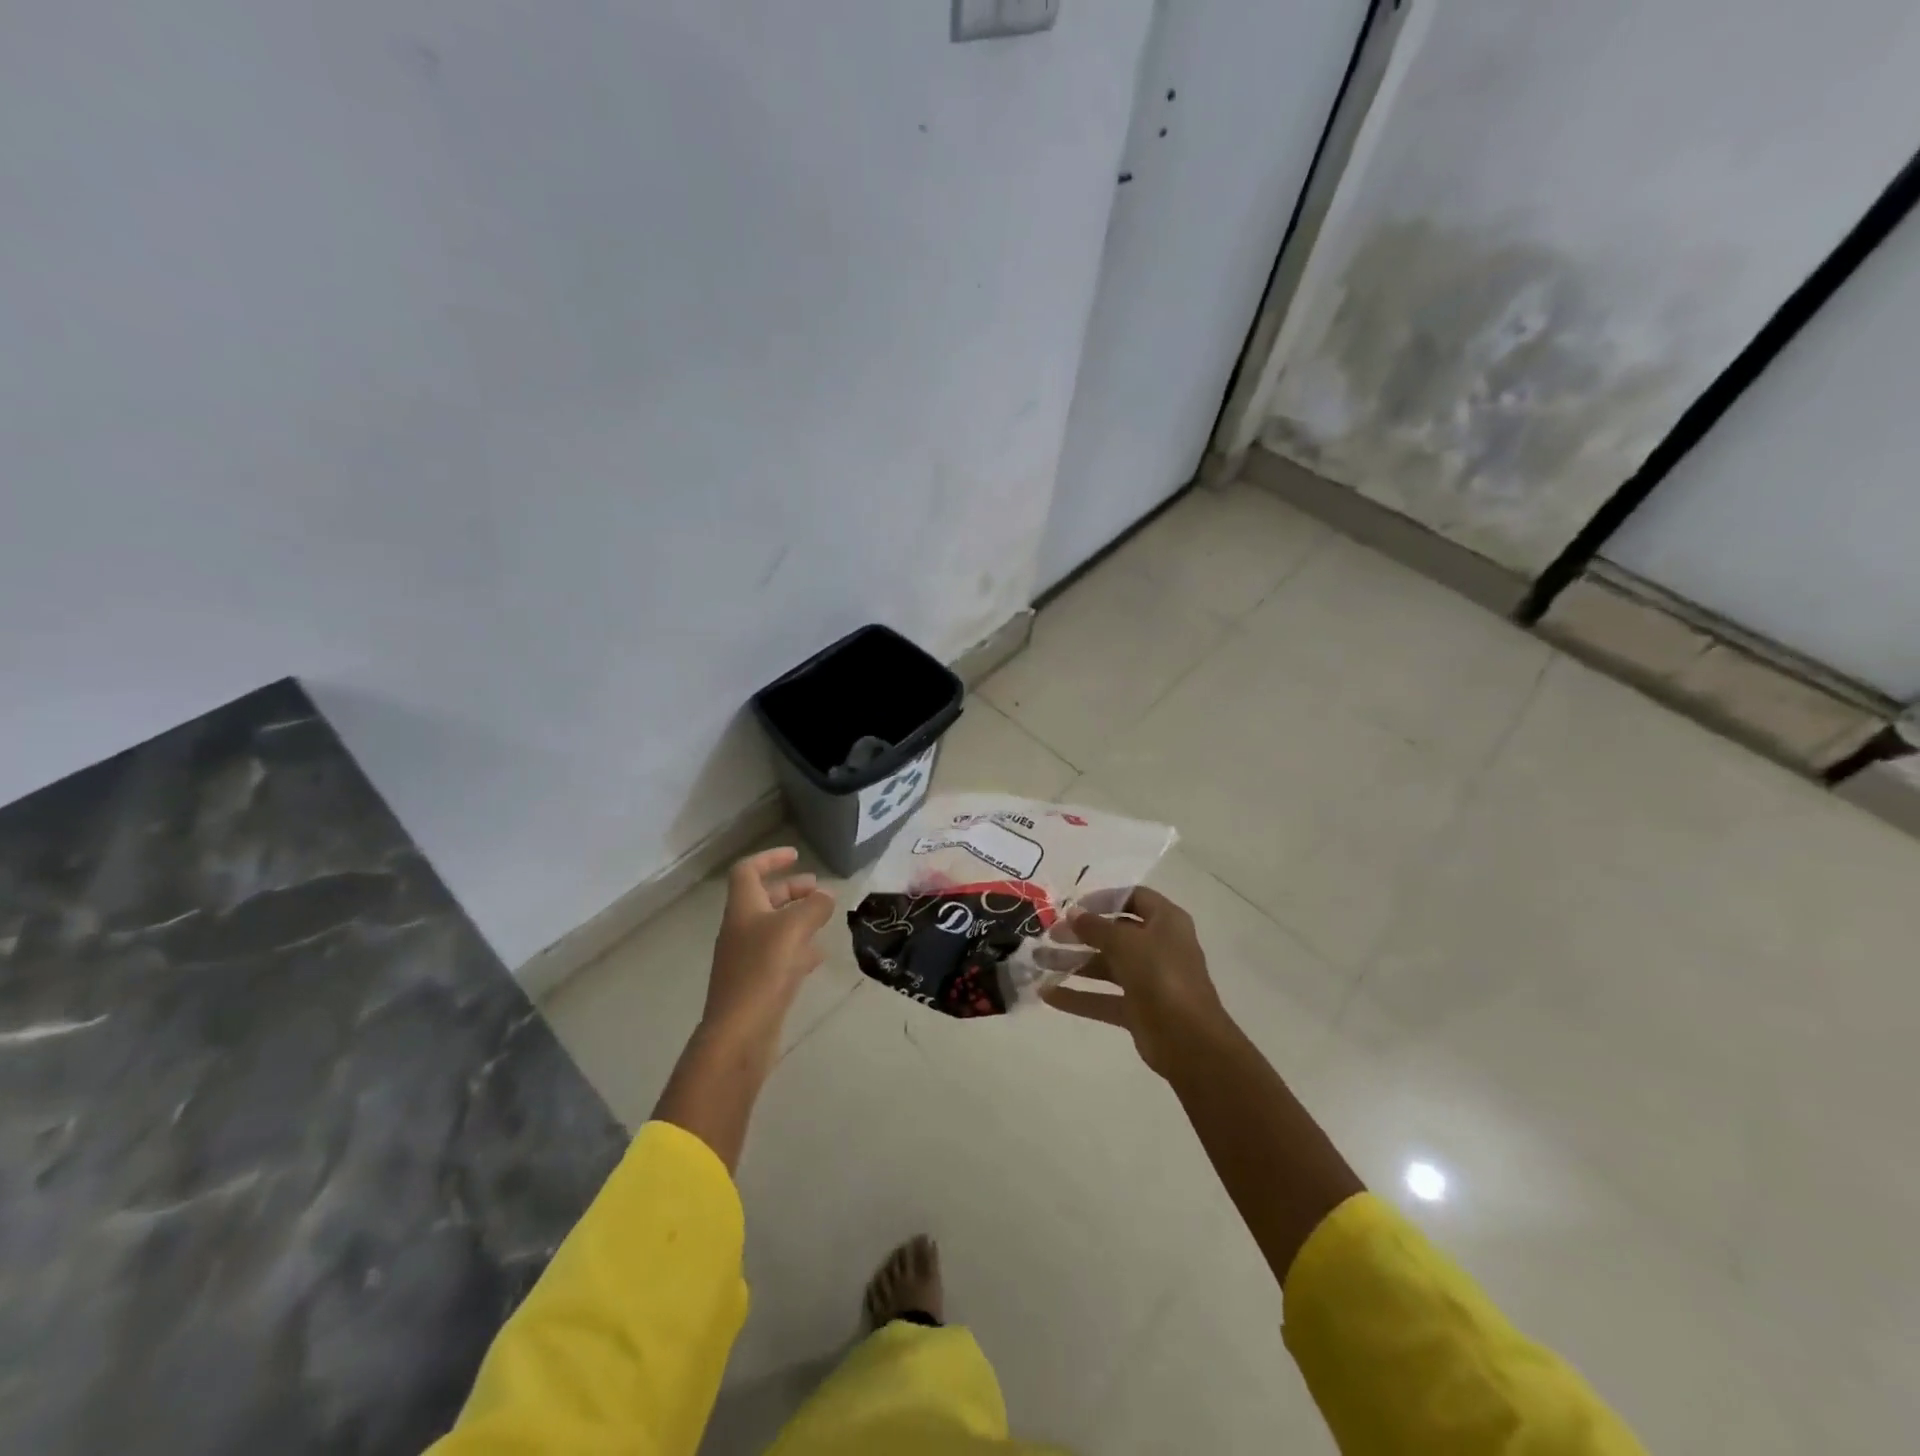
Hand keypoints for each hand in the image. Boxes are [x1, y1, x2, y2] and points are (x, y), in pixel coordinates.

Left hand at [702, 847, 836, 1057]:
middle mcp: (741, 929)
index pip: (748, 871)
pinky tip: (818, 955)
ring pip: (774, 927)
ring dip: (797, 918)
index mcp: (743, 908)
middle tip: (819, 890)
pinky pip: (779, 955)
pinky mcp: (757, 984)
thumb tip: (826, 896)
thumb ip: (814, 907)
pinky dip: (799, 948)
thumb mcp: (794, 928)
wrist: (740, 1033)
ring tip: (824, 919)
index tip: (796, 855)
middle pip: (763, 899)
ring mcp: (747, 958)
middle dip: (791, 890)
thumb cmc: (763, 970)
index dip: (770, 858)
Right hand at [1041, 885, 1229, 1077]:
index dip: (1104, 899)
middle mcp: (1158, 947)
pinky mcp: (1138, 1010)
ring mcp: (1148, 980)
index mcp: (1166, 922)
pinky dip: (1078, 996)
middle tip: (1049, 935)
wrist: (1189, 1040)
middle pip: (1115, 933)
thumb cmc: (1160, 975)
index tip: (1074, 906)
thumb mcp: (1125, 942)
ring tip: (1039, 961)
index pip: (1134, 898)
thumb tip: (1073, 913)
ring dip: (1073, 963)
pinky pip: (1103, 998)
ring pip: (1105, 966)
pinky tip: (1048, 994)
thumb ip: (1096, 926)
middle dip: (1080, 934)